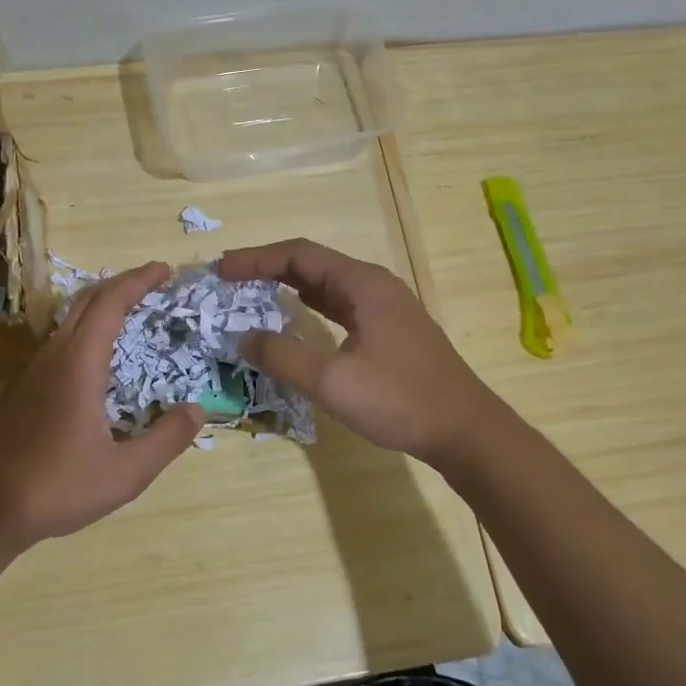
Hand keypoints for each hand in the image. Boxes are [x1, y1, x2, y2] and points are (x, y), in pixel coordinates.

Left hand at [0, 260, 206, 549]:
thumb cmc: (57, 487)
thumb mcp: (125, 473)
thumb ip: (167, 440)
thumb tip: (197, 410)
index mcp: (78, 364)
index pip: (110, 303)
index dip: (138, 280)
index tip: (164, 269)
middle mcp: (52, 356)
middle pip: (86, 301)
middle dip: (120, 285)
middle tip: (152, 284)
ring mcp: (30, 371)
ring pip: (67, 320)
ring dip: (99, 307)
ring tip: (130, 315)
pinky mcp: (20, 389)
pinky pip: (57, 342)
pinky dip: (84, 331)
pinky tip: (96, 361)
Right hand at [218, 238, 503, 466]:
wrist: (464, 430)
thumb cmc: (399, 400)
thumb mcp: (333, 381)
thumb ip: (283, 356)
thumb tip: (243, 337)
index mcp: (363, 284)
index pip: (299, 255)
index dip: (256, 259)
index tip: (220, 270)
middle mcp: (374, 285)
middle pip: (312, 264)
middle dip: (268, 268)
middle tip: (228, 280)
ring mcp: (385, 307)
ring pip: (327, 284)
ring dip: (288, 285)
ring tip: (250, 292)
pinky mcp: (389, 329)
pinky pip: (340, 304)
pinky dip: (309, 305)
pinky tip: (294, 315)